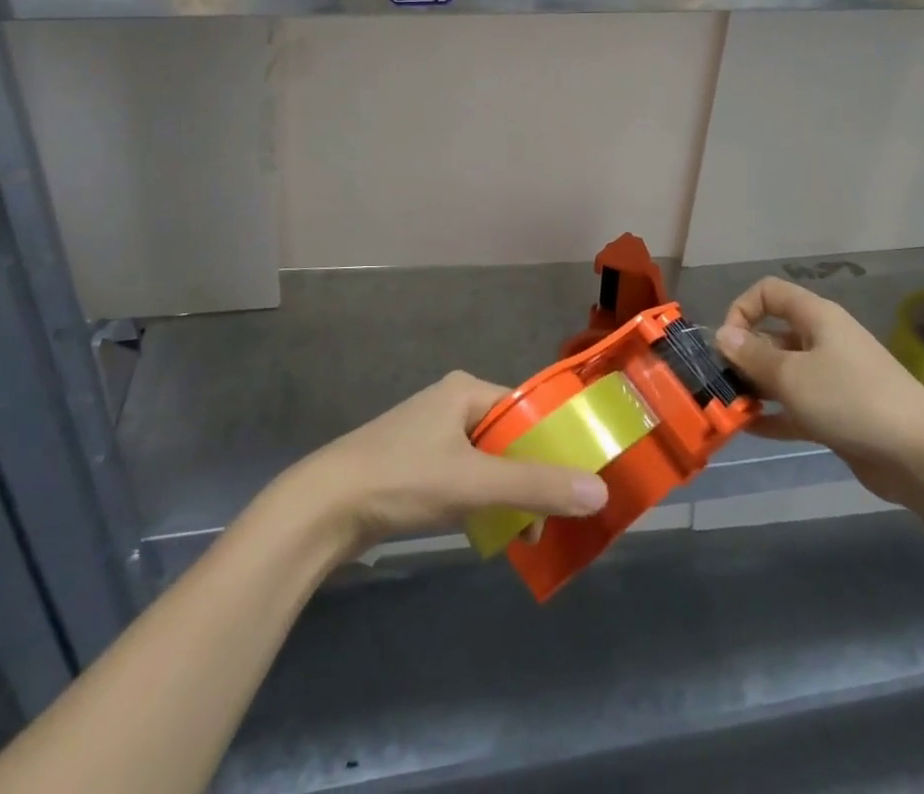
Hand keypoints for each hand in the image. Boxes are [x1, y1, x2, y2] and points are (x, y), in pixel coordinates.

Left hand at [288, 371, 609, 558]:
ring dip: (506, 493)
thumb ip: (536, 486)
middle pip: (508, 437)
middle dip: (530, 476)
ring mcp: (429, 434)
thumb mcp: (475, 482)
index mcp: (465, 390)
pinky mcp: (414, 464)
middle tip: (549, 518)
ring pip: (486, 461)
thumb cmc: (403, 479)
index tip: (577, 480)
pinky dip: (480, 500)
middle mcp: (450, 403)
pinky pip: (463, 476)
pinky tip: (486, 531)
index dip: (553, 442)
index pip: (525, 409)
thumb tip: (599, 490)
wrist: (324, 508)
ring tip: (523, 533)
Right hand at [715, 278, 923, 505]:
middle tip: (721, 382)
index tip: (727, 343)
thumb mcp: (791, 375)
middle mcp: (823, 340)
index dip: (742, 309)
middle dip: (744, 355)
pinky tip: (748, 429)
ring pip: (783, 373)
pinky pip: (796, 406)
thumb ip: (752, 356)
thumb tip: (722, 336)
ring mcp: (832, 378)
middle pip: (772, 334)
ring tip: (729, 408)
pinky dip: (774, 414)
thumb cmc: (850, 399)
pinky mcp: (838, 413)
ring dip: (755, 387)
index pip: (768, 293)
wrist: (920, 456)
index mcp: (816, 317)